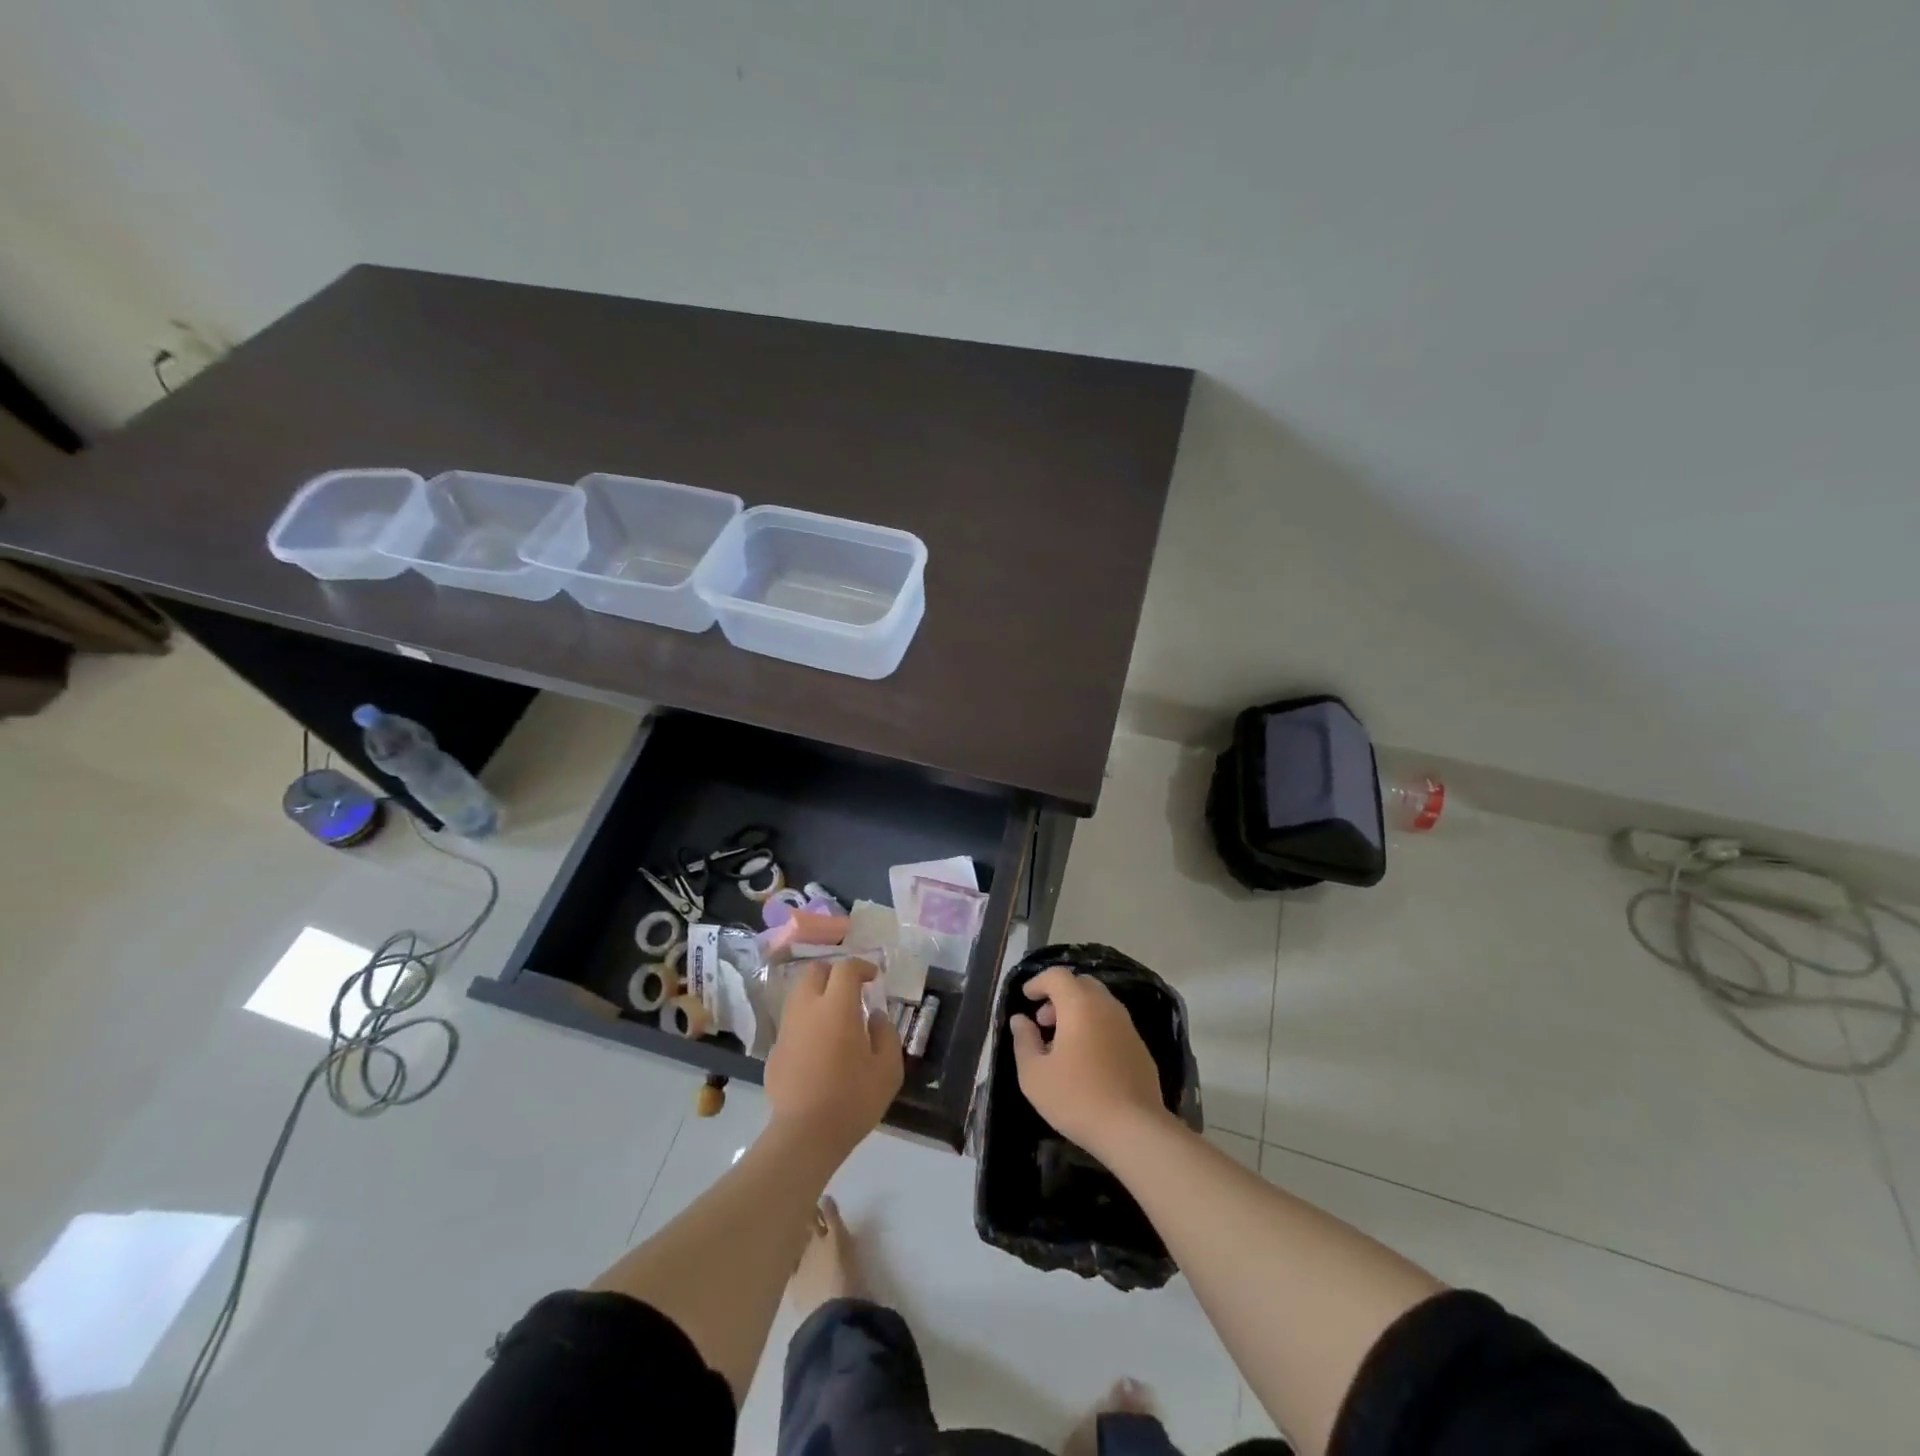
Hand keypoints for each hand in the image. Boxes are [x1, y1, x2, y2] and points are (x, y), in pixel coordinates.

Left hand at [765, 958, 902, 1160]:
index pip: (846, 968)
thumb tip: (875, 1016)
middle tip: (850, 991)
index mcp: (837, 1007)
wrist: (805, 1135)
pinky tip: (818, 1047)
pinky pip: (792, 1023)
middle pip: (814, 972)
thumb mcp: (888, 1069)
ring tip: (834, 1017)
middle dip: (833, 973)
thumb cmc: (853, 1099)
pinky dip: (806, 1022)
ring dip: (817, 996)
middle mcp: (807, 1009)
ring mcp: (787, 1029)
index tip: (873, 978)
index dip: (862, 967)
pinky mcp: (775, 1050)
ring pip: (799, 995)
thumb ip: (886, 1034)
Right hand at [1010, 966, 1167, 1154]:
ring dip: (1078, 1012)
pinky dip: (1096, 1028)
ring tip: (1063, 1044)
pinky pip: (1113, 1024)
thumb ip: (1024, 1040)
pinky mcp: (1141, 1048)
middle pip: (1081, 984)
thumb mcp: (1034, 1073)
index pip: (1057, 975)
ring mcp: (1128, 1026)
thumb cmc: (1076, 1097)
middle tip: (1044, 1022)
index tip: (1026, 997)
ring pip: (1099, 1004)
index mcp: (1079, 1004)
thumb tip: (1020, 1019)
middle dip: (1059, 995)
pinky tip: (1088, 1060)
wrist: (1133, 1128)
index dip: (1038, 982)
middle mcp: (1106, 1006)